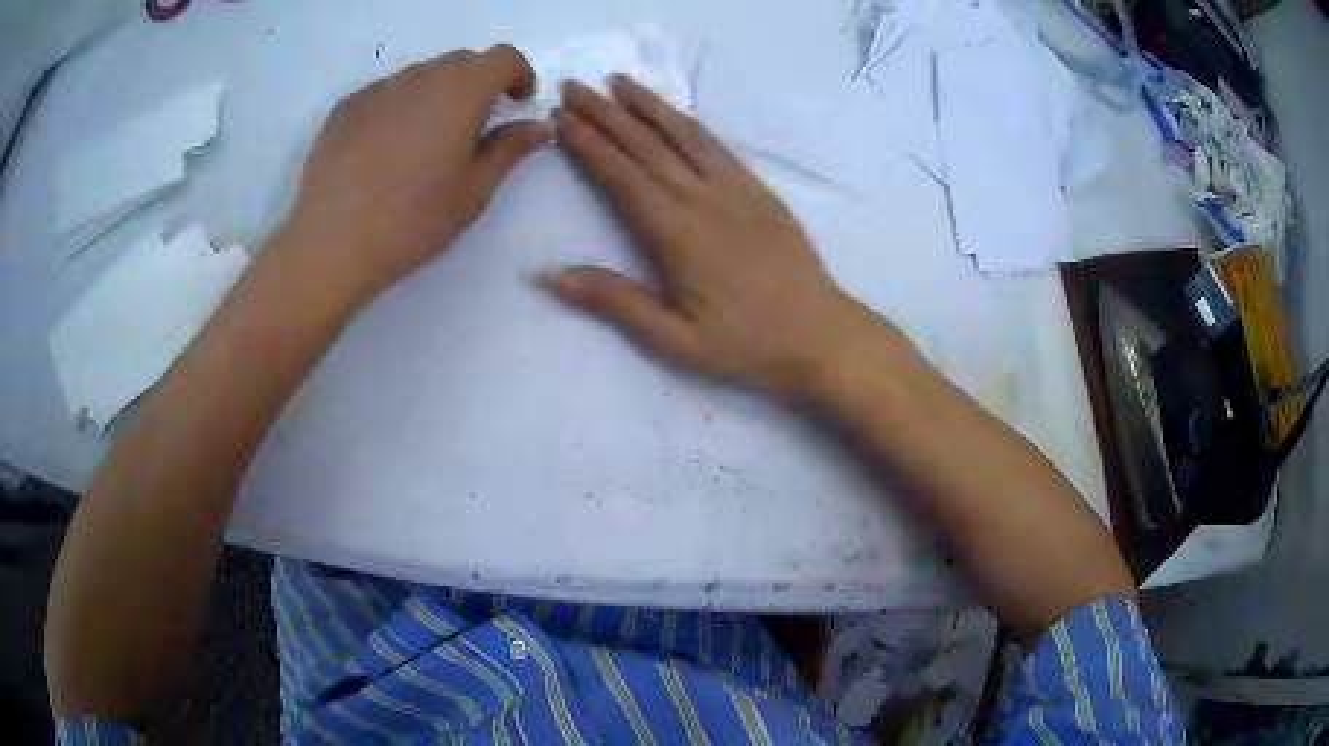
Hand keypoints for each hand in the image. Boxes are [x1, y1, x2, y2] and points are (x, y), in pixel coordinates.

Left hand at [282, 44, 549, 295]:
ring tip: (423, 142)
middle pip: (461, 62)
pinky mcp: (346, 107)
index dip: (518, 74)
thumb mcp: (473, 190)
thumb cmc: (413, 220)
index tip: (518, 102)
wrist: (332, 241)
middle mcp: (421, 76)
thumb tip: (538, 126)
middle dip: (478, 84)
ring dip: (436, 94)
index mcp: (461, 91)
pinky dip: (398, 107)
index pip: (502, 57)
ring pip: (421, 75)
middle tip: (473, 127)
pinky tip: (385, 149)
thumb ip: (509, 149)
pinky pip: (384, 93)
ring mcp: (378, 89)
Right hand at [548, 76, 879, 395]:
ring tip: (619, 81)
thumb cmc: (744, 344)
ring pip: (683, 134)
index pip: (620, 175)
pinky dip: (688, 122)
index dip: (588, 143)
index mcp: (675, 233)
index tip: (561, 117)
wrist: (819, 334)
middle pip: (645, 145)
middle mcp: (702, 198)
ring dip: (647, 105)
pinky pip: (716, 145)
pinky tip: (673, 113)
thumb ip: (615, 302)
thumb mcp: (673, 339)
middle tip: (573, 86)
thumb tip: (551, 275)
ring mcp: (735, 189)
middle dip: (605, 113)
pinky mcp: (759, 190)